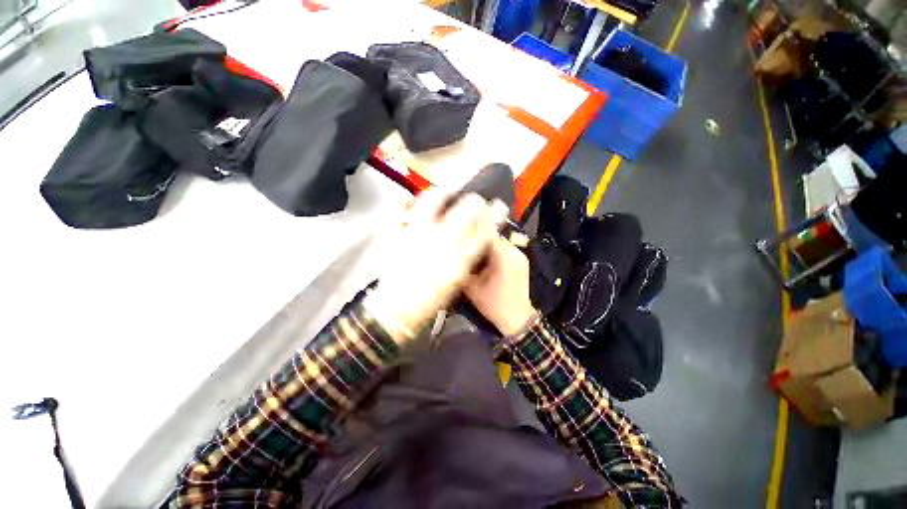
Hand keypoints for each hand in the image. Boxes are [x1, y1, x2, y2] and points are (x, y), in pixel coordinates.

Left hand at [364, 189, 507, 342]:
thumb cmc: (430, 299)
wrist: (397, 309)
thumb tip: (475, 238)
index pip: (485, 228)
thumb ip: (467, 258)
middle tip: (475, 199)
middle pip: (466, 209)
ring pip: (434, 201)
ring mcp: (417, 232)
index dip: (494, 215)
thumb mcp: (457, 281)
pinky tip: (409, 198)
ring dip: (444, 193)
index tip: (498, 206)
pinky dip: (402, 201)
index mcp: (460, 256)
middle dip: (475, 201)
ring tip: (447, 192)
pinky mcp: (396, 233)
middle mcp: (442, 239)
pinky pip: (397, 210)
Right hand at [464, 236, 537, 336]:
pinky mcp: (521, 262)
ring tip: (472, 253)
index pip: (486, 235)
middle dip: (478, 241)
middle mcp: (515, 252)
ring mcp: (520, 256)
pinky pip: (505, 251)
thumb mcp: (473, 288)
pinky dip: (494, 253)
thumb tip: (452, 256)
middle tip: (464, 246)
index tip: (460, 238)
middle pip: (493, 238)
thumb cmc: (494, 304)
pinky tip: (484, 261)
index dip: (472, 234)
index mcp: (504, 256)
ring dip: (486, 247)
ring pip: (499, 244)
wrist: (517, 319)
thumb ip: (463, 270)